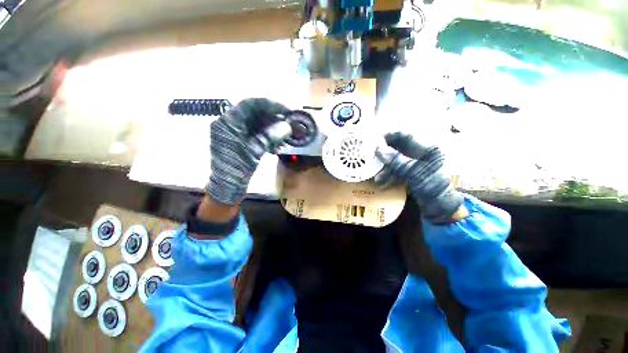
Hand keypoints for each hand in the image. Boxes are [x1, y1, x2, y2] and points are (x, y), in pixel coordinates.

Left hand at [207, 98, 291, 204]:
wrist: (227, 187)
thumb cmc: (237, 170)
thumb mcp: (254, 151)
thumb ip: (270, 136)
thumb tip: (287, 126)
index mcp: (227, 123)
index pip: (249, 104)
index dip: (269, 104)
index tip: (286, 110)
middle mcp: (229, 123)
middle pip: (254, 112)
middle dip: (273, 116)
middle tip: (289, 121)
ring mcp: (235, 131)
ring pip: (257, 122)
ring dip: (272, 126)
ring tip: (286, 132)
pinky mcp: (241, 139)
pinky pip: (256, 132)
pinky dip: (268, 135)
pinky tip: (278, 141)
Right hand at [375, 132, 465, 223]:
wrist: (444, 209)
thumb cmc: (435, 189)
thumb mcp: (416, 174)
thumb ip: (398, 161)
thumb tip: (379, 149)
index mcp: (429, 149)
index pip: (407, 136)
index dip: (390, 136)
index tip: (375, 138)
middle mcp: (422, 153)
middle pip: (399, 149)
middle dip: (384, 154)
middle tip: (370, 157)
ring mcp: (417, 164)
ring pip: (397, 160)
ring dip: (386, 168)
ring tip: (377, 178)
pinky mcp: (413, 173)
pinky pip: (398, 170)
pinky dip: (390, 175)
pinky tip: (383, 183)